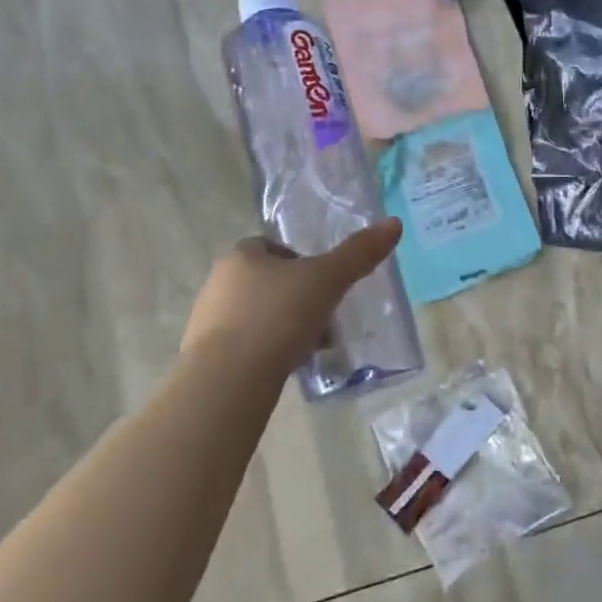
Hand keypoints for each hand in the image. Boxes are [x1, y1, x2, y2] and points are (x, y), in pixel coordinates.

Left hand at [180, 218, 403, 372]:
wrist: (230, 378)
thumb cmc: (278, 316)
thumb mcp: (328, 280)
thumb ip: (359, 253)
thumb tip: (394, 223)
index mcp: (242, 256)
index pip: (272, 247)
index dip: (300, 261)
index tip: (324, 282)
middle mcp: (220, 282)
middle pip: (267, 282)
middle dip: (297, 297)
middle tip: (325, 315)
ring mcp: (208, 320)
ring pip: (258, 314)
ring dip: (284, 325)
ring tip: (312, 346)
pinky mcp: (207, 356)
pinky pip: (246, 345)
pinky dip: (268, 351)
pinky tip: (289, 365)